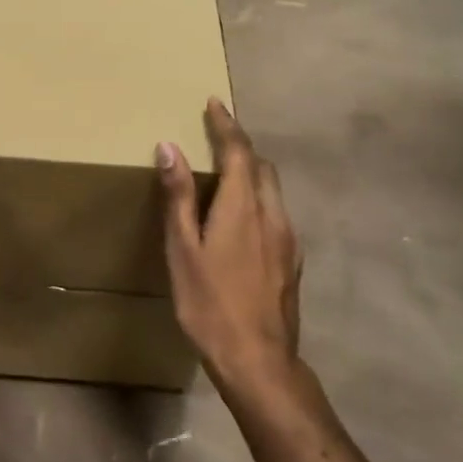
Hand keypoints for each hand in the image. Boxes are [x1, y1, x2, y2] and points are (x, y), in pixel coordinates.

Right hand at [157, 100, 302, 393]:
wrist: (258, 359)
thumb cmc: (209, 303)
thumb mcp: (183, 250)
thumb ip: (179, 197)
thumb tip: (170, 147)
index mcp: (243, 206)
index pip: (239, 150)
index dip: (226, 124)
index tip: (215, 102)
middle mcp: (273, 213)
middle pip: (261, 165)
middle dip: (241, 146)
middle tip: (217, 138)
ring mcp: (288, 238)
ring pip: (272, 189)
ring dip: (252, 172)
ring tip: (226, 175)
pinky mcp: (292, 259)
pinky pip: (277, 212)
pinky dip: (259, 200)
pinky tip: (242, 220)